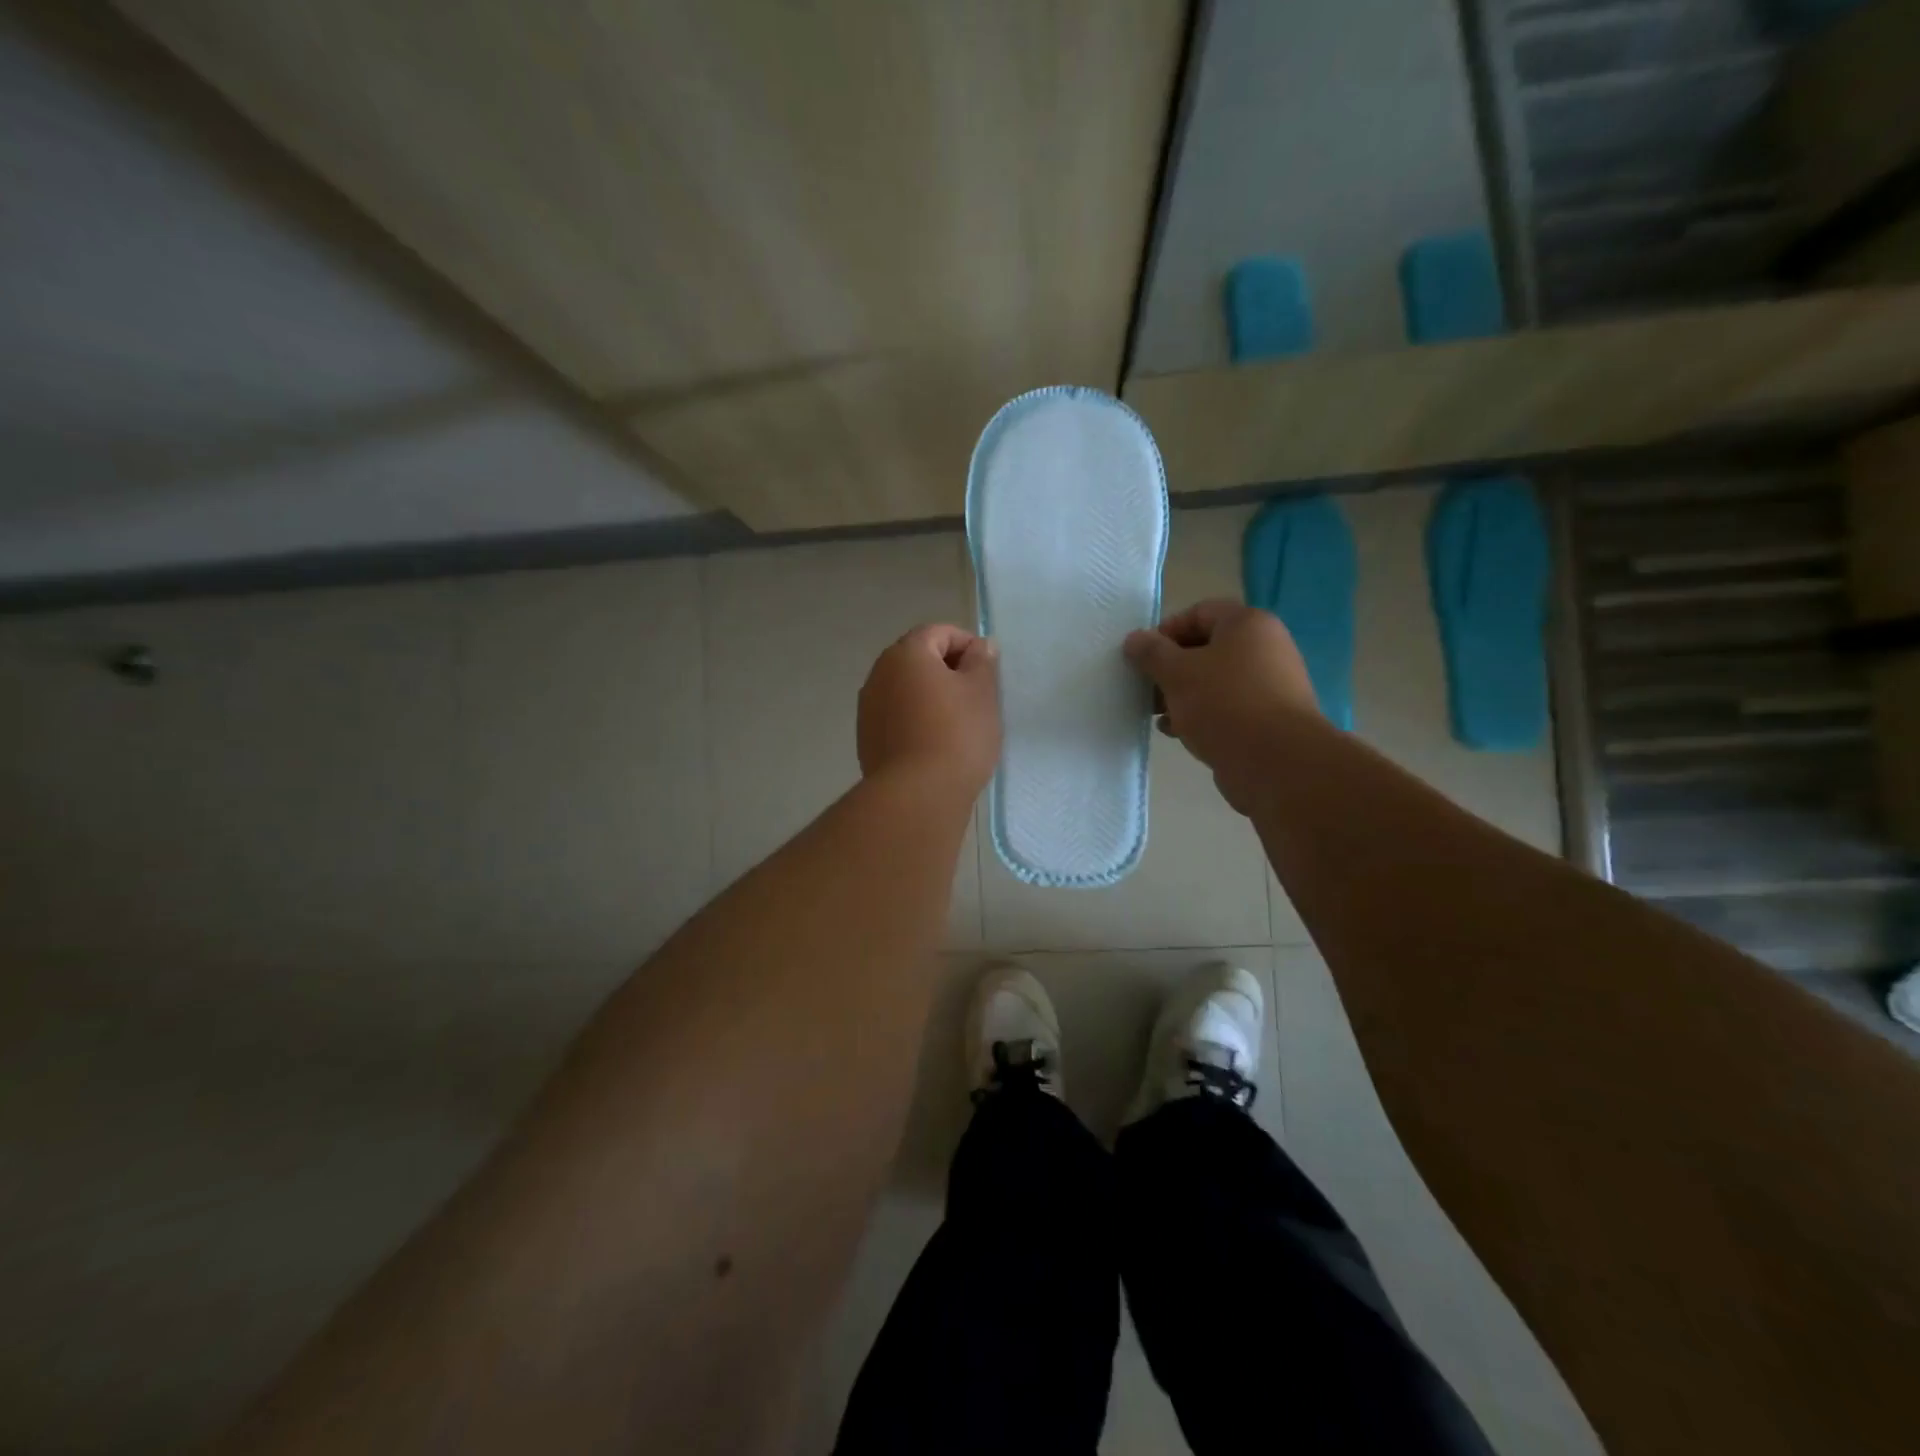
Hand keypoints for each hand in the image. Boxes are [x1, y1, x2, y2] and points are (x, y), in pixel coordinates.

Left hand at [857, 625, 1000, 795]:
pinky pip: (897, 716)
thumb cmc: (957, 735)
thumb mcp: (982, 693)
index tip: (987, 671)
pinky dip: (916, 720)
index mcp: (905, 654)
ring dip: (930, 696)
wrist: (918, 795)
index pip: (938, 633)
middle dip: (947, 671)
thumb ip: (982, 662)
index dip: (967, 644)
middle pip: (918, 659)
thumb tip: (979, 646)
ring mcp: (868, 708)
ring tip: (958, 723)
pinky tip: (936, 744)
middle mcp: (879, 674)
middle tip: (976, 696)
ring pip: (906, 690)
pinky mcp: (866, 738)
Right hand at [1123, 600, 1318, 813]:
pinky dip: (1201, 715)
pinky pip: (1227, 707)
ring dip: (1182, 695)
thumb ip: (1151, 653)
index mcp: (1248, 624)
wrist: (1275, 762)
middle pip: (1206, 649)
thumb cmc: (1223, 703)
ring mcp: (1270, 685)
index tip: (1143, 658)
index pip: (1199, 612)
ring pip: (1214, 681)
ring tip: (1158, 715)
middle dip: (1170, 669)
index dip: (1165, 631)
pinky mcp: (1268, 718)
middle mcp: (1265, 648)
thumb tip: (1134, 639)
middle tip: (1147, 689)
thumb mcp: (1176, 673)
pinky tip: (1178, 733)